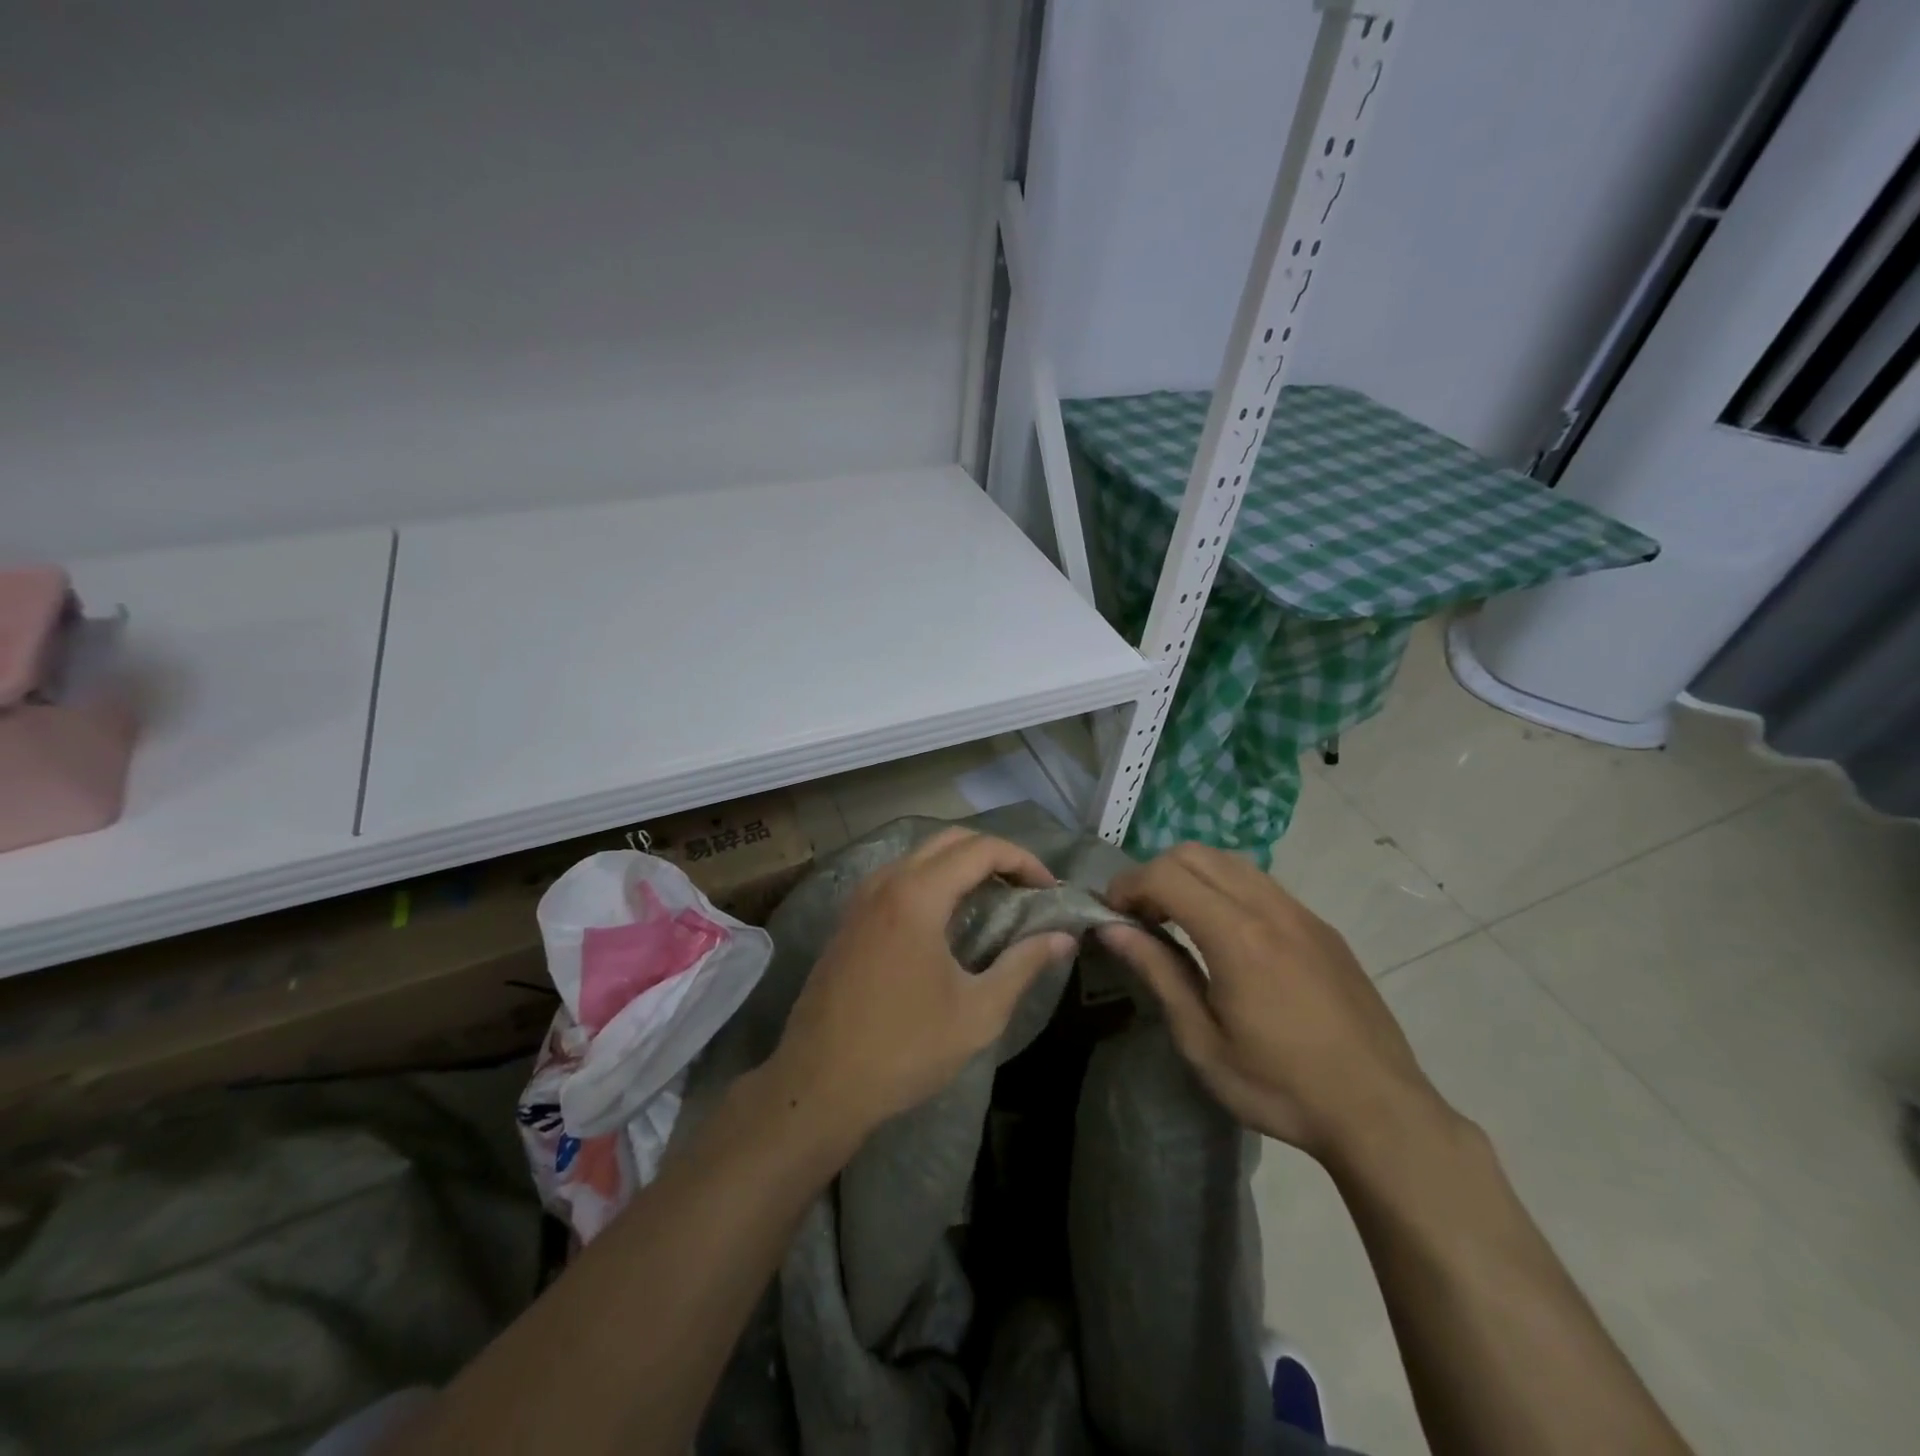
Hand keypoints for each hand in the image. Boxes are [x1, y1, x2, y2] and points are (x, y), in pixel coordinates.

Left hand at [765, 827, 1075, 1142]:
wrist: (819, 1084)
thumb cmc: (904, 1048)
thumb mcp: (977, 1012)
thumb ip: (1023, 965)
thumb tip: (1063, 938)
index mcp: (917, 895)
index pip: (980, 849)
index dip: (1023, 860)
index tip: (1049, 889)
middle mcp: (886, 882)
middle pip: (949, 840)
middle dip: (994, 854)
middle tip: (1026, 888)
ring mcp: (861, 898)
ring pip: (920, 855)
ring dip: (961, 864)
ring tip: (994, 899)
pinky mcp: (849, 918)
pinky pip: (898, 877)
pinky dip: (932, 880)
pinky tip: (948, 917)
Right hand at [1099, 843, 1447, 1163]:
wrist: (1382, 1113)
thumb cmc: (1281, 1087)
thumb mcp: (1203, 1042)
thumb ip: (1157, 973)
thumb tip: (1112, 929)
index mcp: (1237, 936)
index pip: (1166, 875)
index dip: (1127, 885)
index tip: (1110, 914)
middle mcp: (1270, 908)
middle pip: (1195, 854)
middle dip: (1154, 873)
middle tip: (1139, 917)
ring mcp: (1302, 913)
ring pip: (1231, 861)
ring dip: (1191, 876)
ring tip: (1177, 921)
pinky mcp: (1322, 927)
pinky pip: (1261, 883)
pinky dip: (1225, 888)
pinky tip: (1225, 935)